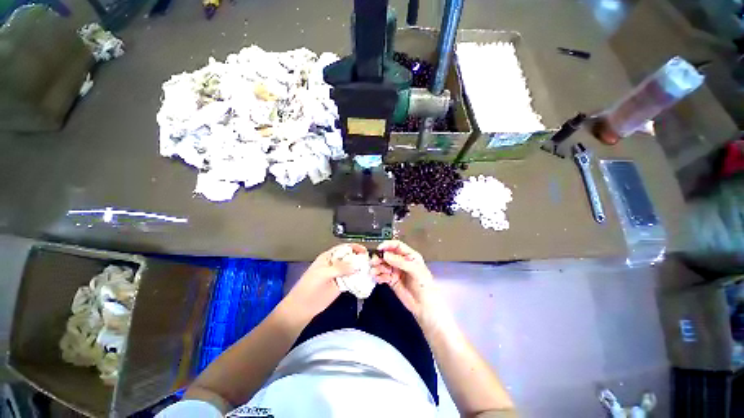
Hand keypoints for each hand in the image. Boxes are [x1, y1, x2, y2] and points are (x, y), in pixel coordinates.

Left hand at [283, 244, 367, 321]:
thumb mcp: (323, 274)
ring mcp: (339, 274)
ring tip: (370, 270)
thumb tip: (356, 265)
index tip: (364, 250)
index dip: (354, 247)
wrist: (304, 306)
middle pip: (350, 257)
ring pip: (352, 268)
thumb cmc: (310, 286)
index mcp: (329, 257)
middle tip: (370, 261)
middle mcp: (336, 263)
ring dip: (360, 268)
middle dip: (359, 258)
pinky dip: (359, 278)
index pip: (343, 248)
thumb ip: (340, 268)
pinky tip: (366, 279)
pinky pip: (352, 279)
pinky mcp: (342, 284)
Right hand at [370, 240, 438, 320]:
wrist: (424, 306)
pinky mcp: (391, 280)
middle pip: (387, 255)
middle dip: (380, 257)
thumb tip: (385, 255)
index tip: (379, 248)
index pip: (397, 245)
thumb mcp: (415, 270)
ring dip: (377, 267)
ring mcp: (396, 271)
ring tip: (374, 272)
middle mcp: (401, 261)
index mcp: (409, 255)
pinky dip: (378, 276)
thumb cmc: (424, 285)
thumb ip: (400, 261)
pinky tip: (378, 279)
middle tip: (373, 262)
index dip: (388, 245)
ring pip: (383, 265)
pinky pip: (382, 275)